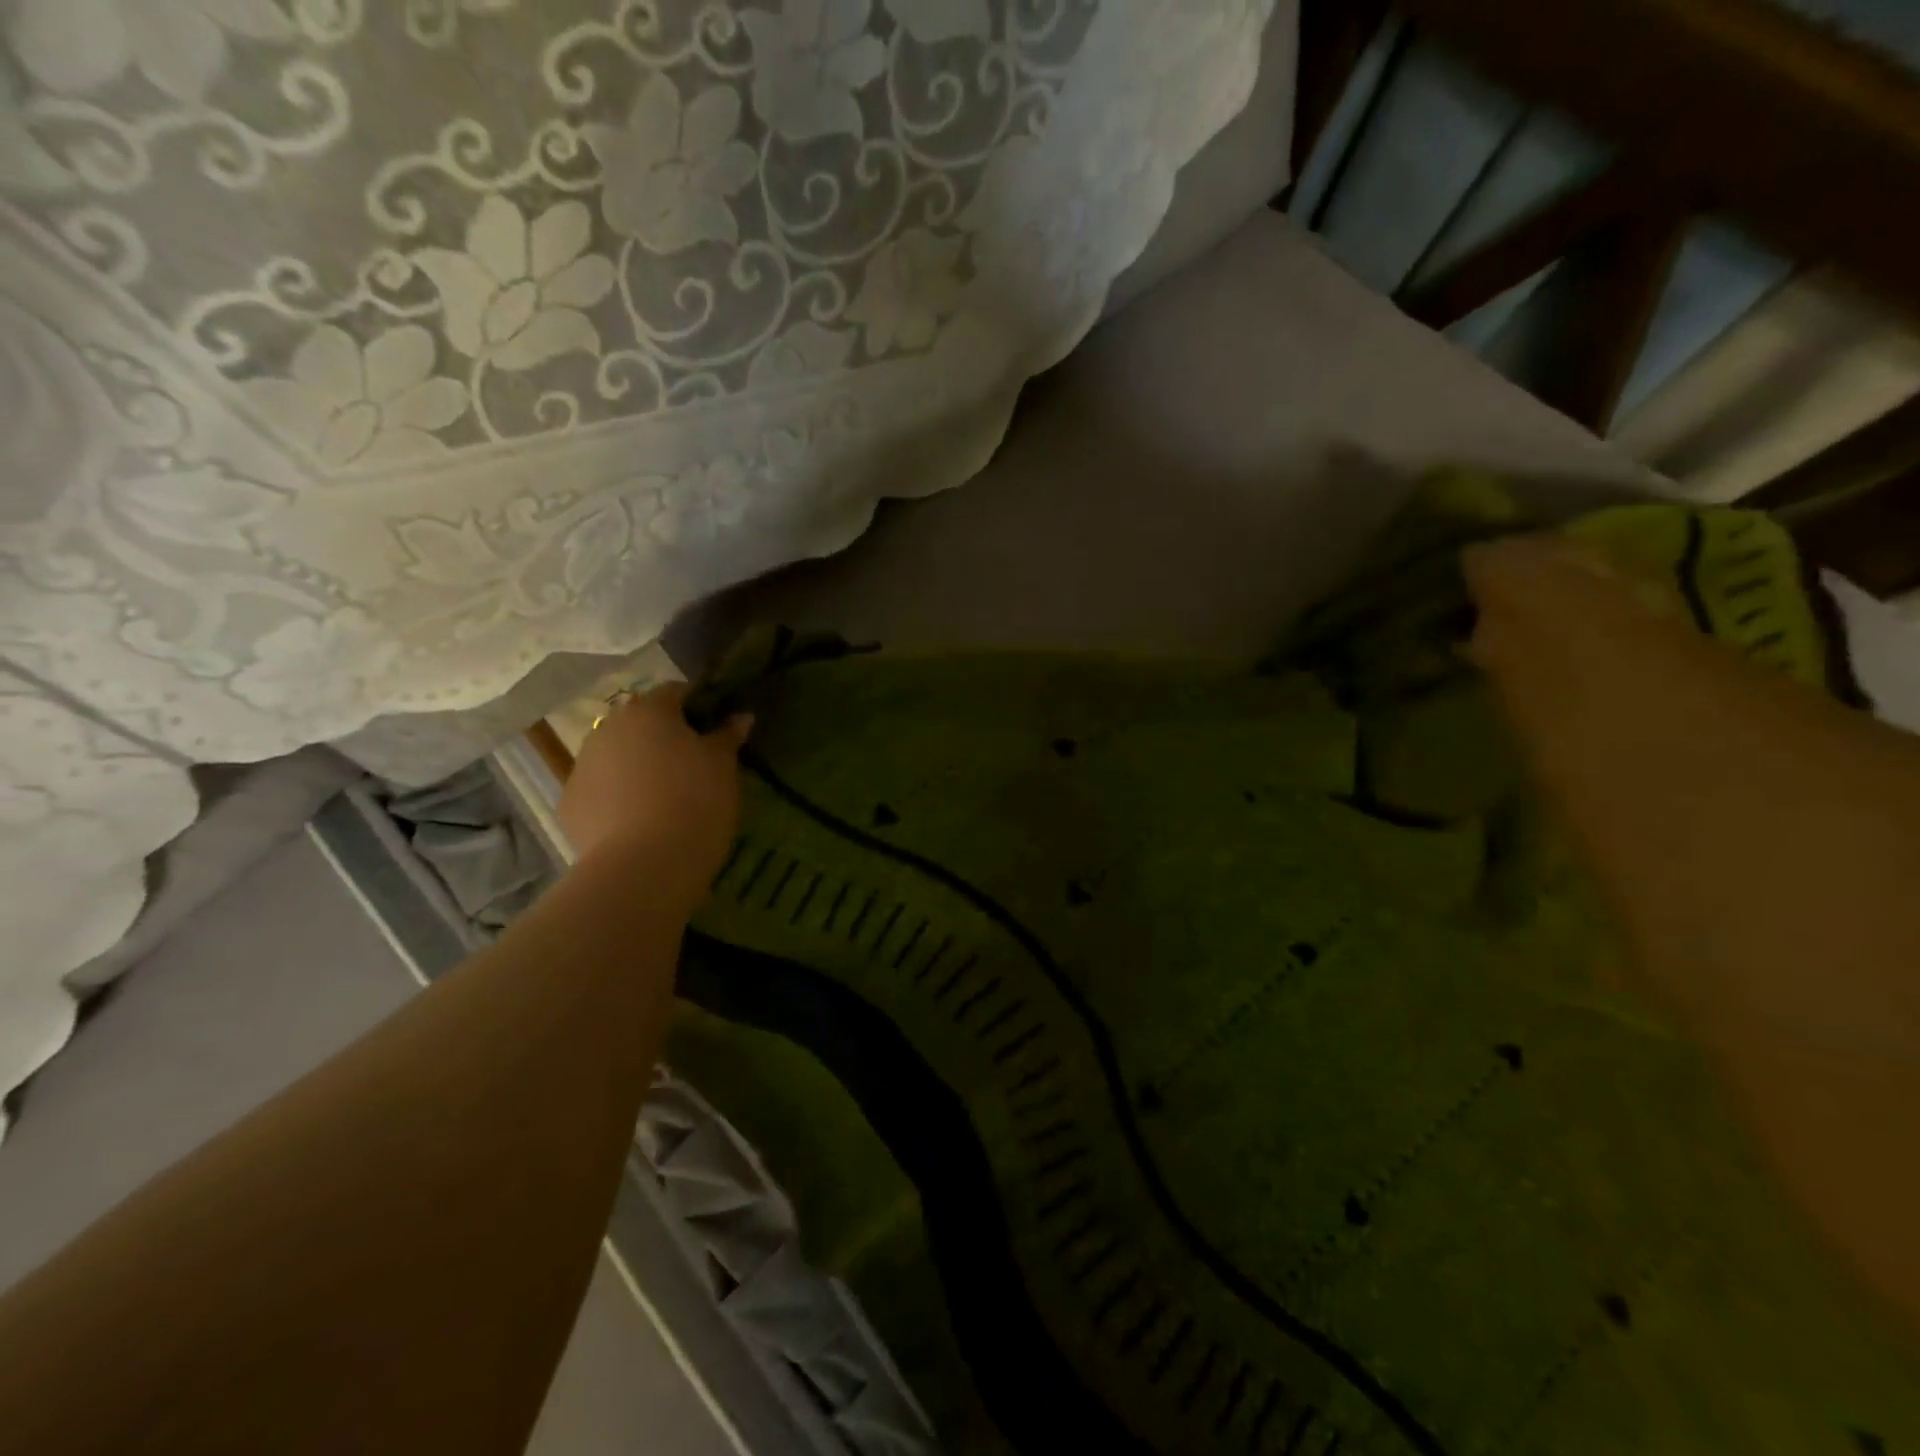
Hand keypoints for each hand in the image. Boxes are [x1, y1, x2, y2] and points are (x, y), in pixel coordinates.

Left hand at [559, 682, 751, 897]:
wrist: (644, 865)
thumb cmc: (694, 801)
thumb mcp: (723, 766)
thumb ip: (728, 736)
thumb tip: (740, 716)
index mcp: (648, 711)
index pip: (676, 692)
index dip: (698, 707)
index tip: (716, 729)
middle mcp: (608, 729)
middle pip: (641, 724)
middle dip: (664, 738)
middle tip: (693, 765)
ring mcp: (582, 766)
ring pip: (617, 756)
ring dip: (638, 767)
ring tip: (665, 797)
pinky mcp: (569, 805)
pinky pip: (601, 791)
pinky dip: (618, 798)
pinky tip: (639, 822)